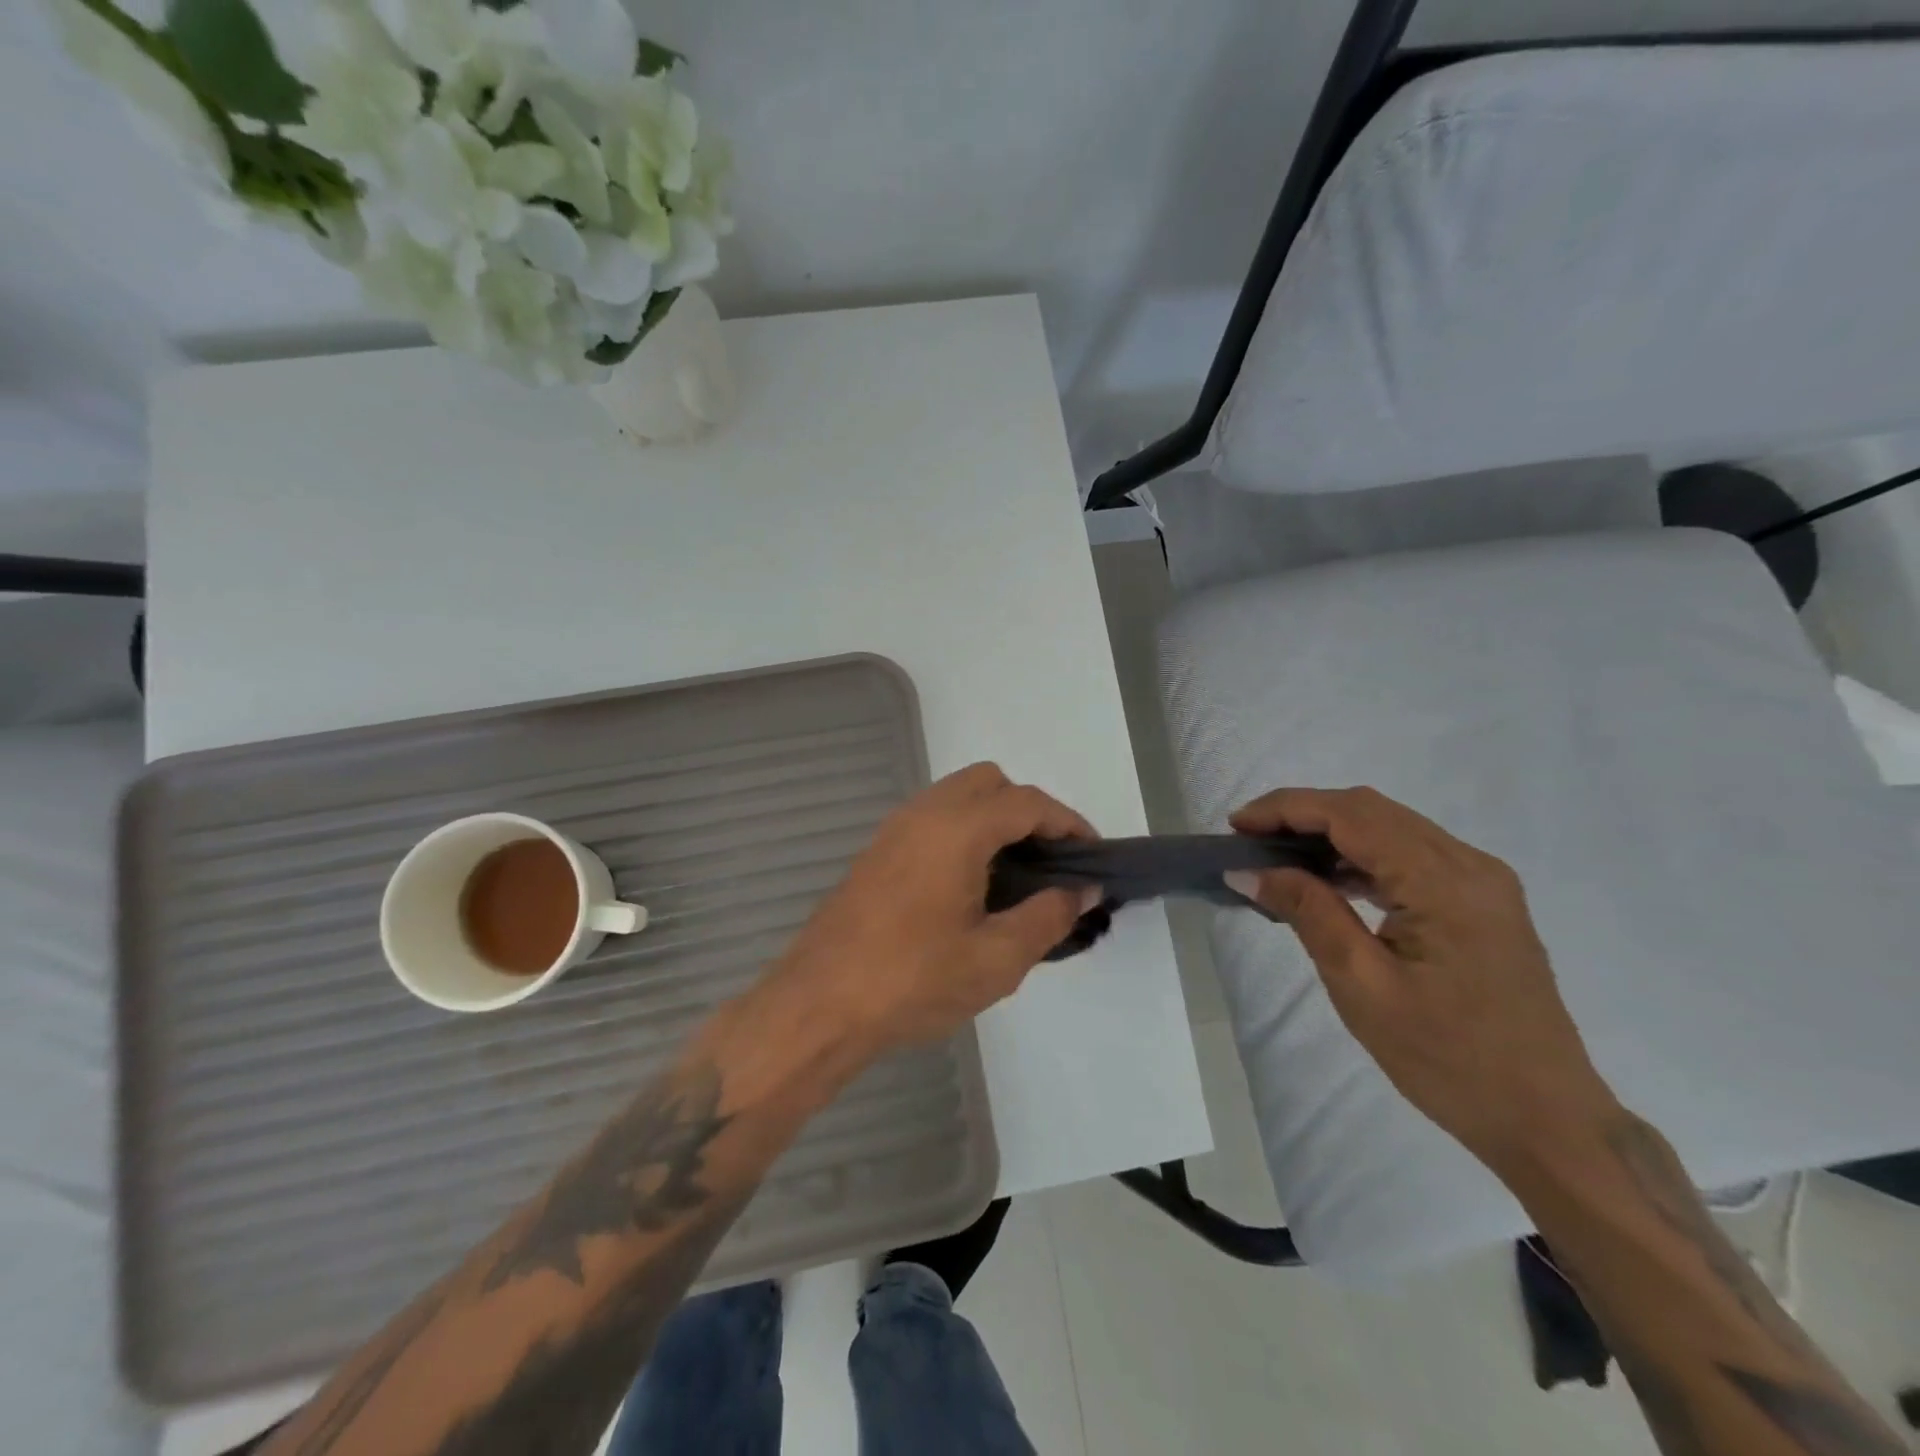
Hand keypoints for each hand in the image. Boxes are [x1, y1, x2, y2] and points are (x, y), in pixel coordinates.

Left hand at [777, 763, 1098, 1058]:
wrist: (819, 1005)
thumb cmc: (913, 981)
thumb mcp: (996, 959)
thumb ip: (1048, 916)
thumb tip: (1082, 890)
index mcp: (956, 829)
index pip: (1027, 802)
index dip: (1068, 822)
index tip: (1093, 855)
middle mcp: (923, 814)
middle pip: (989, 782)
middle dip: (1028, 810)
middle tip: (1050, 861)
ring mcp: (894, 830)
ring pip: (957, 797)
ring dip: (993, 819)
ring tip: (1016, 874)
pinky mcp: (877, 852)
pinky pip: (932, 819)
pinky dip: (963, 831)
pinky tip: (971, 885)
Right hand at [1229, 787, 1619, 1173]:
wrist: (1548, 1121)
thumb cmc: (1449, 1059)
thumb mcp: (1362, 986)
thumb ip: (1308, 912)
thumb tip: (1247, 869)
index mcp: (1444, 882)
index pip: (1351, 815)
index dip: (1286, 809)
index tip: (1235, 826)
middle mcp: (1469, 865)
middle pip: (1371, 810)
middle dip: (1303, 814)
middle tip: (1249, 839)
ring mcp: (1482, 881)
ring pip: (1391, 827)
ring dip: (1330, 832)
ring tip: (1277, 857)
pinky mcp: (1482, 901)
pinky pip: (1410, 855)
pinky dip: (1361, 855)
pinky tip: (1329, 880)